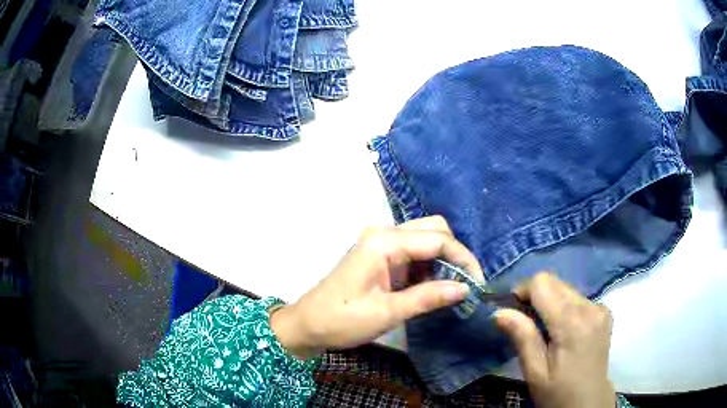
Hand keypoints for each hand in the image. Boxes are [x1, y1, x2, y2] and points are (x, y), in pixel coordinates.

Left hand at [271, 216, 483, 358]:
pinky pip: (415, 253)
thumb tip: (465, 288)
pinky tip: (436, 286)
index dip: (463, 259)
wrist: (307, 325)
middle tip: (467, 284)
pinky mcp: (381, 256)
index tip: (478, 284)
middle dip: (455, 254)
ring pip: (426, 239)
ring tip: (455, 288)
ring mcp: (382, 243)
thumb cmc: (341, 320)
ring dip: (444, 260)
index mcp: (384, 241)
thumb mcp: (387, 313)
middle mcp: (384, 234)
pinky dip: (430, 266)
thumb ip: (427, 297)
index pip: (437, 240)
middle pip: (434, 230)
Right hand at [495, 273, 615, 407]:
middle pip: (555, 282)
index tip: (512, 311)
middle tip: (525, 323)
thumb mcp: (535, 373)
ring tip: (544, 330)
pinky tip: (562, 331)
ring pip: (566, 288)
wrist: (589, 402)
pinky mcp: (604, 311)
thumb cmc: (558, 393)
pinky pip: (577, 298)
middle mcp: (589, 307)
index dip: (523, 291)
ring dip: (550, 302)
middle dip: (535, 296)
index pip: (543, 283)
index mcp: (572, 322)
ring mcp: (600, 307)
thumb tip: (499, 311)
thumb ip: (523, 338)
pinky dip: (564, 307)